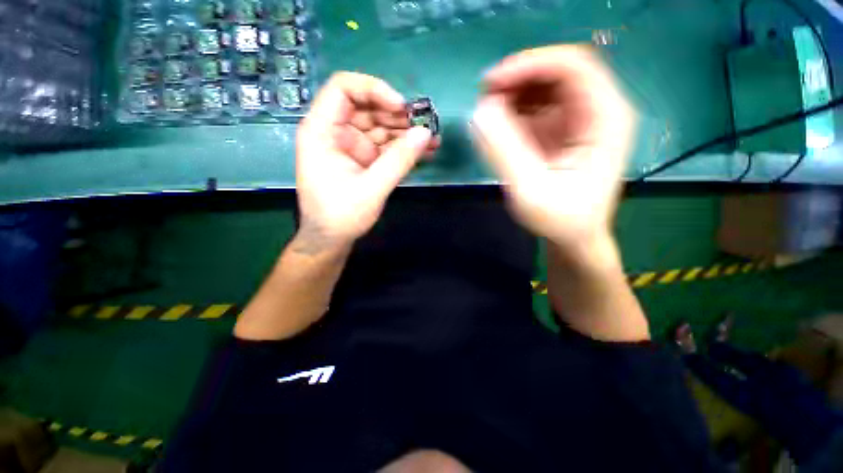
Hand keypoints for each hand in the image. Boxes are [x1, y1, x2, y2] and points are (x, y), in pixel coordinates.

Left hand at [295, 72, 437, 250]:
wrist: (331, 239)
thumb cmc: (341, 215)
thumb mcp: (372, 188)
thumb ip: (399, 160)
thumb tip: (426, 133)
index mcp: (322, 131)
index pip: (344, 88)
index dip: (374, 89)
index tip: (401, 107)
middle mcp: (336, 132)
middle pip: (368, 107)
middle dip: (398, 115)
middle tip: (425, 126)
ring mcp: (352, 146)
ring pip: (380, 127)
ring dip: (406, 132)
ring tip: (433, 140)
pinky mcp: (364, 160)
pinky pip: (385, 146)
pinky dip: (403, 148)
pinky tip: (424, 151)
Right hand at [471, 45, 636, 254]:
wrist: (574, 237)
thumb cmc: (560, 220)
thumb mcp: (530, 191)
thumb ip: (504, 152)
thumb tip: (479, 112)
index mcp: (605, 118)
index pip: (573, 66)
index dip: (530, 65)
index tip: (492, 83)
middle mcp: (596, 110)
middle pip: (557, 72)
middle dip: (518, 79)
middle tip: (484, 99)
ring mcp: (578, 120)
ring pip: (544, 87)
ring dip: (514, 94)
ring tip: (488, 115)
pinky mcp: (561, 131)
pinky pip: (536, 108)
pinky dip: (514, 111)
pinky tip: (499, 128)